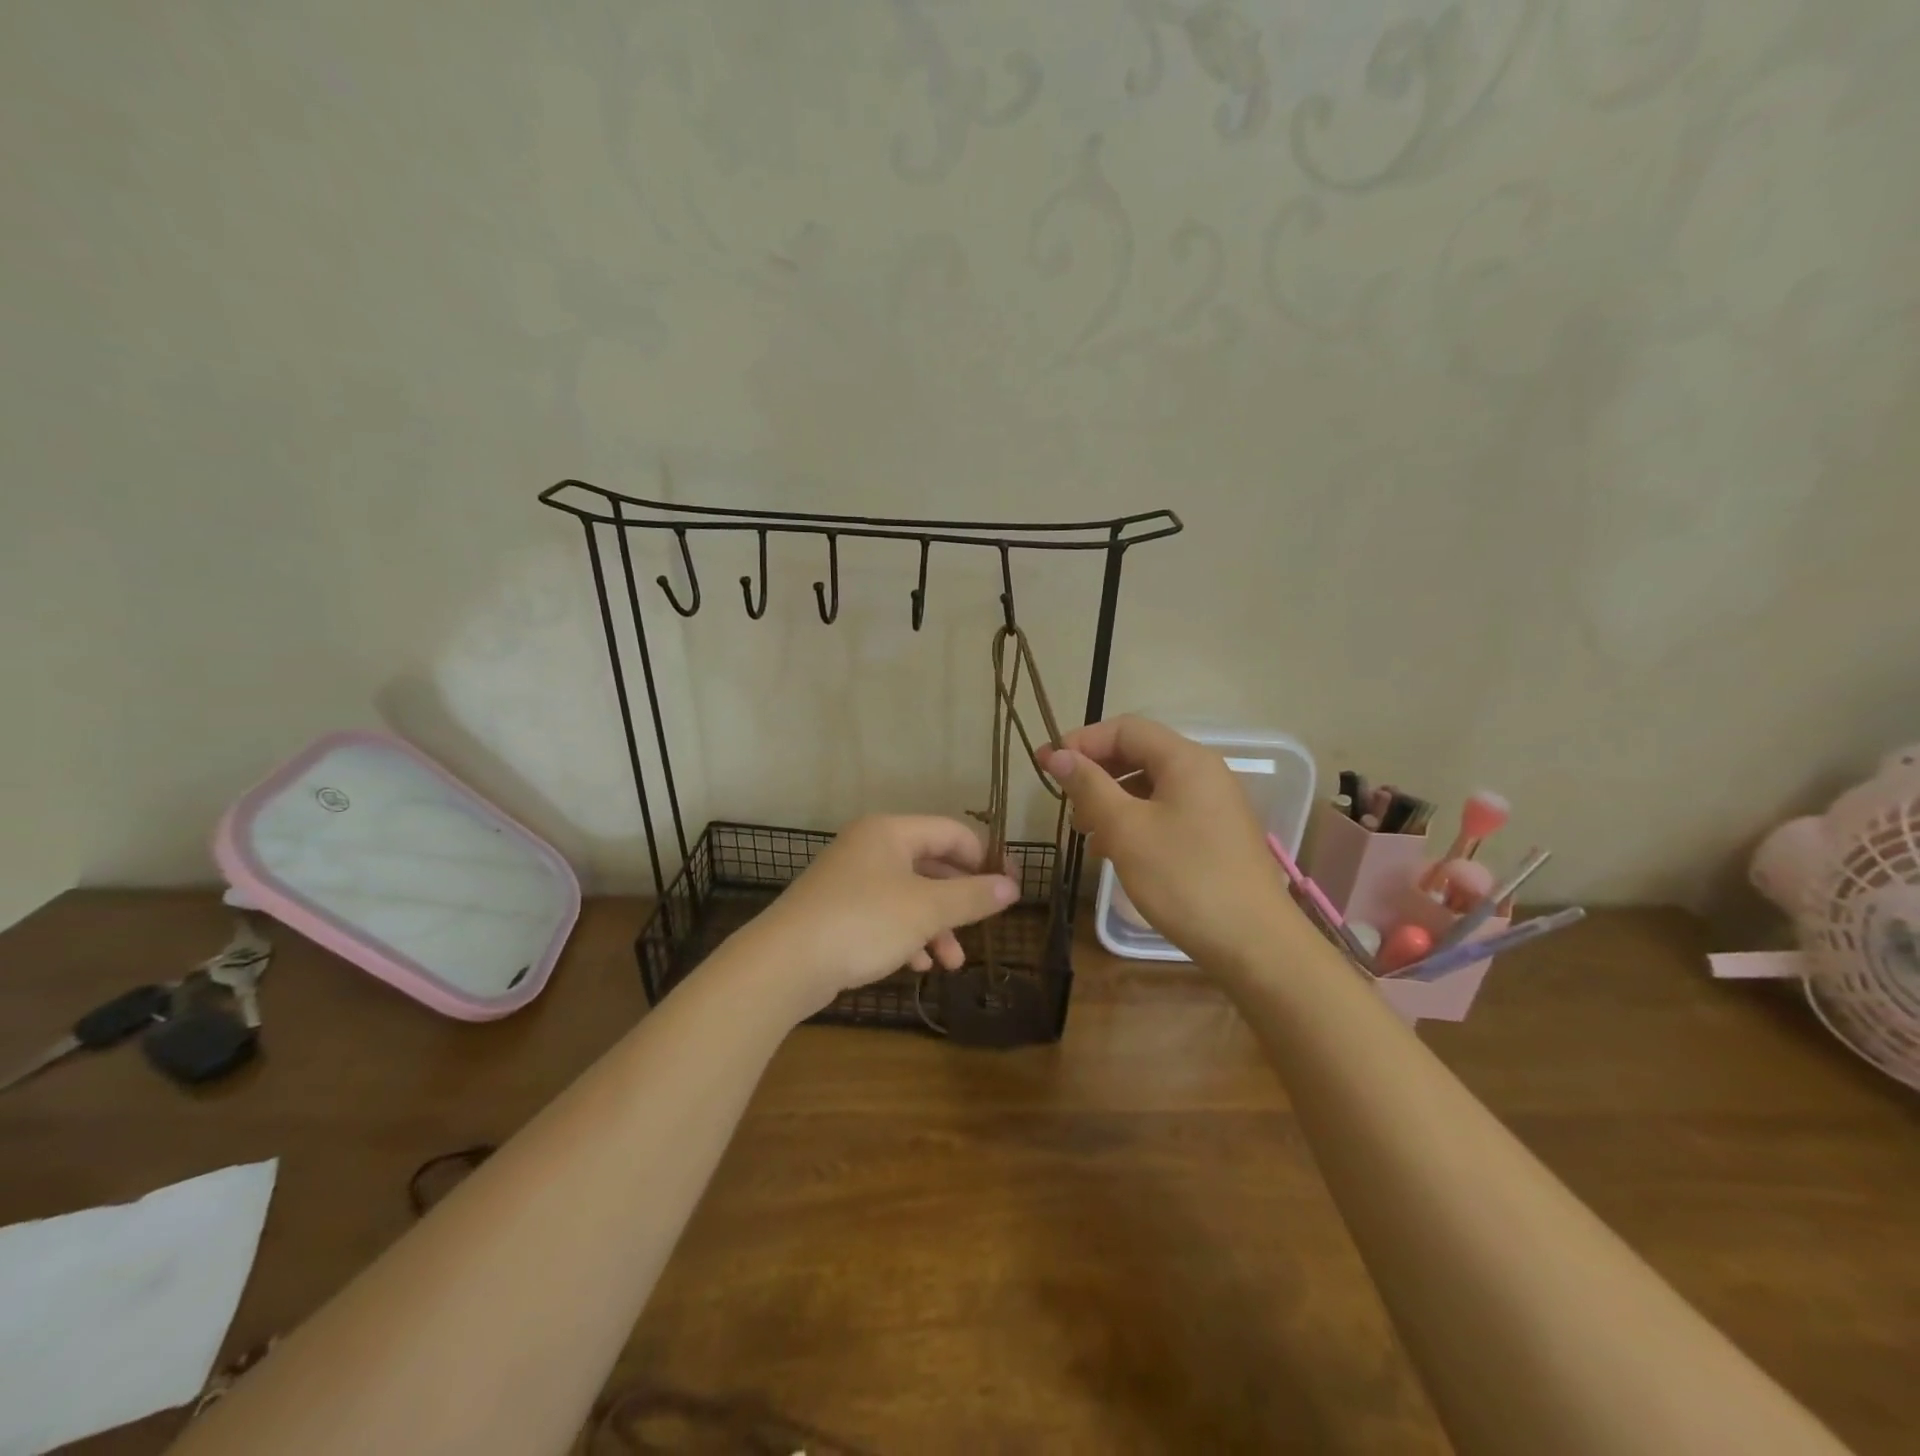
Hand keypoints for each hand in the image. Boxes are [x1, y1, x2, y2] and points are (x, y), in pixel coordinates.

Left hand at [741, 815, 1019, 1018]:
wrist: (784, 963)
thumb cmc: (864, 922)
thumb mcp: (927, 909)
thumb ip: (973, 896)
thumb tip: (1013, 886)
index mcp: (890, 832)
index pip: (951, 832)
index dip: (984, 858)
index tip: (1009, 888)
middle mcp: (869, 847)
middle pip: (930, 864)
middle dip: (959, 900)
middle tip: (984, 925)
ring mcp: (850, 879)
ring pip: (908, 895)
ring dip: (936, 925)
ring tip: (952, 962)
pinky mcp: (837, 910)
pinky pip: (884, 915)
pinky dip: (906, 935)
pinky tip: (919, 965)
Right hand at [1038, 716, 1296, 966]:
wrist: (1254, 945)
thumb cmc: (1184, 879)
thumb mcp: (1126, 830)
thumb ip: (1089, 786)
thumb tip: (1058, 754)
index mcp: (1186, 760)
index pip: (1124, 729)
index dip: (1081, 741)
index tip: (1046, 766)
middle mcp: (1204, 772)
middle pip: (1139, 753)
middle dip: (1096, 773)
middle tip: (1065, 804)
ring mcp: (1213, 804)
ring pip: (1150, 786)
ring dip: (1112, 800)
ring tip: (1087, 834)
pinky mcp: (1215, 834)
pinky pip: (1166, 811)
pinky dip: (1135, 821)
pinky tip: (1117, 851)